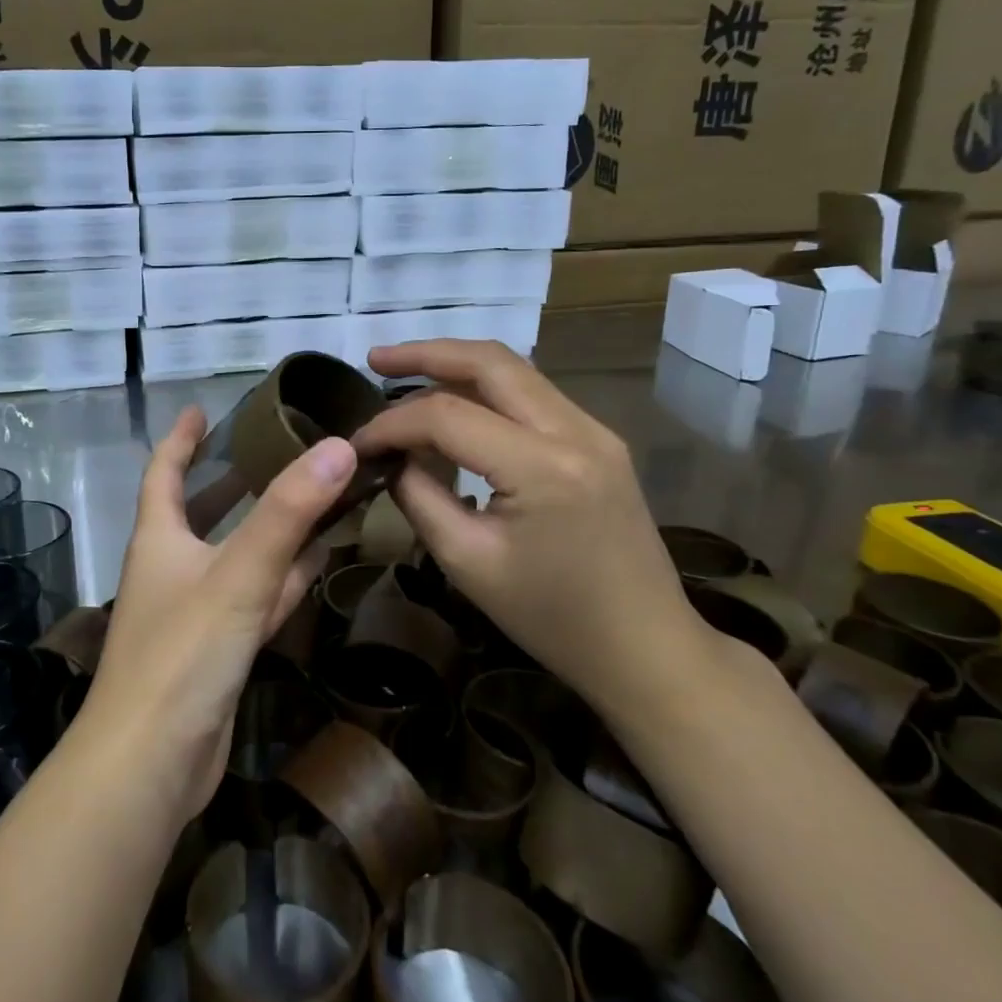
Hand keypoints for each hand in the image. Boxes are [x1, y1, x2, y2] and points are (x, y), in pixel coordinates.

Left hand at [78, 405, 358, 823]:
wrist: (150, 766)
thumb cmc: (181, 654)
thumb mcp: (238, 574)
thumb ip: (288, 512)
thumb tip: (338, 446)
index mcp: (159, 539)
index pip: (164, 472)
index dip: (181, 439)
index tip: (202, 409)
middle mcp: (173, 568)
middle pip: (203, 511)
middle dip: (233, 480)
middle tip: (275, 449)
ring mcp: (195, 612)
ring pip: (238, 555)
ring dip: (271, 528)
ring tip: (314, 494)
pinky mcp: (218, 650)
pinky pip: (255, 597)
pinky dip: (283, 577)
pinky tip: (317, 561)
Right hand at [351, 340, 707, 716]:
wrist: (645, 648)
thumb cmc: (551, 617)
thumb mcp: (467, 561)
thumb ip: (419, 497)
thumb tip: (390, 458)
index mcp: (543, 468)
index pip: (447, 416)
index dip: (392, 423)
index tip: (357, 444)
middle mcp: (575, 431)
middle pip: (489, 362)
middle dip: (425, 354)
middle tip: (374, 360)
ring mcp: (594, 430)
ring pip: (514, 371)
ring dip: (456, 366)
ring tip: (404, 374)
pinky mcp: (599, 440)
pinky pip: (532, 395)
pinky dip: (485, 390)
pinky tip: (454, 404)